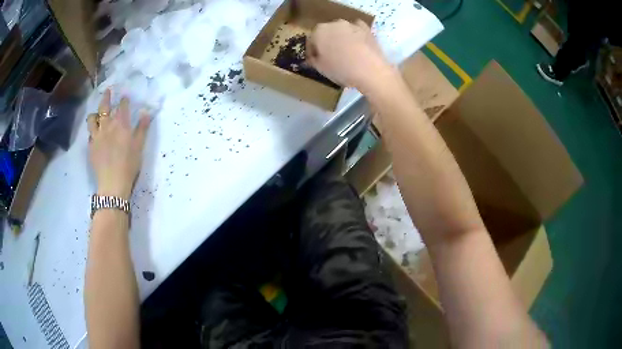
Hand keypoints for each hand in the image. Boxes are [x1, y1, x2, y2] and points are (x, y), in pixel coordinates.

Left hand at [87, 89, 150, 199]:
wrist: (113, 183)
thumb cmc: (129, 165)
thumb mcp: (139, 146)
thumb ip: (142, 128)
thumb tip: (146, 112)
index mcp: (121, 124)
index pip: (122, 106)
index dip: (124, 100)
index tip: (125, 97)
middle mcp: (107, 126)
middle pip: (104, 107)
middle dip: (106, 97)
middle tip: (107, 91)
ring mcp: (97, 136)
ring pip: (92, 119)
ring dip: (94, 114)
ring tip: (96, 115)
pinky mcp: (91, 147)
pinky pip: (89, 134)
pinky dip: (92, 131)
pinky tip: (95, 134)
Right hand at [307, 19, 395, 90]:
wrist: (370, 70)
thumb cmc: (341, 69)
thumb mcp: (321, 69)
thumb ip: (313, 60)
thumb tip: (312, 58)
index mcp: (319, 31)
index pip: (311, 41)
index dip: (313, 52)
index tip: (316, 61)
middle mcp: (333, 23)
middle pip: (327, 33)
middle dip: (327, 43)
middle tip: (331, 57)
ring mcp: (351, 24)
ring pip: (342, 31)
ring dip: (341, 39)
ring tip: (346, 53)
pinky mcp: (366, 28)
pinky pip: (357, 30)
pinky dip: (355, 35)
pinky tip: (358, 45)